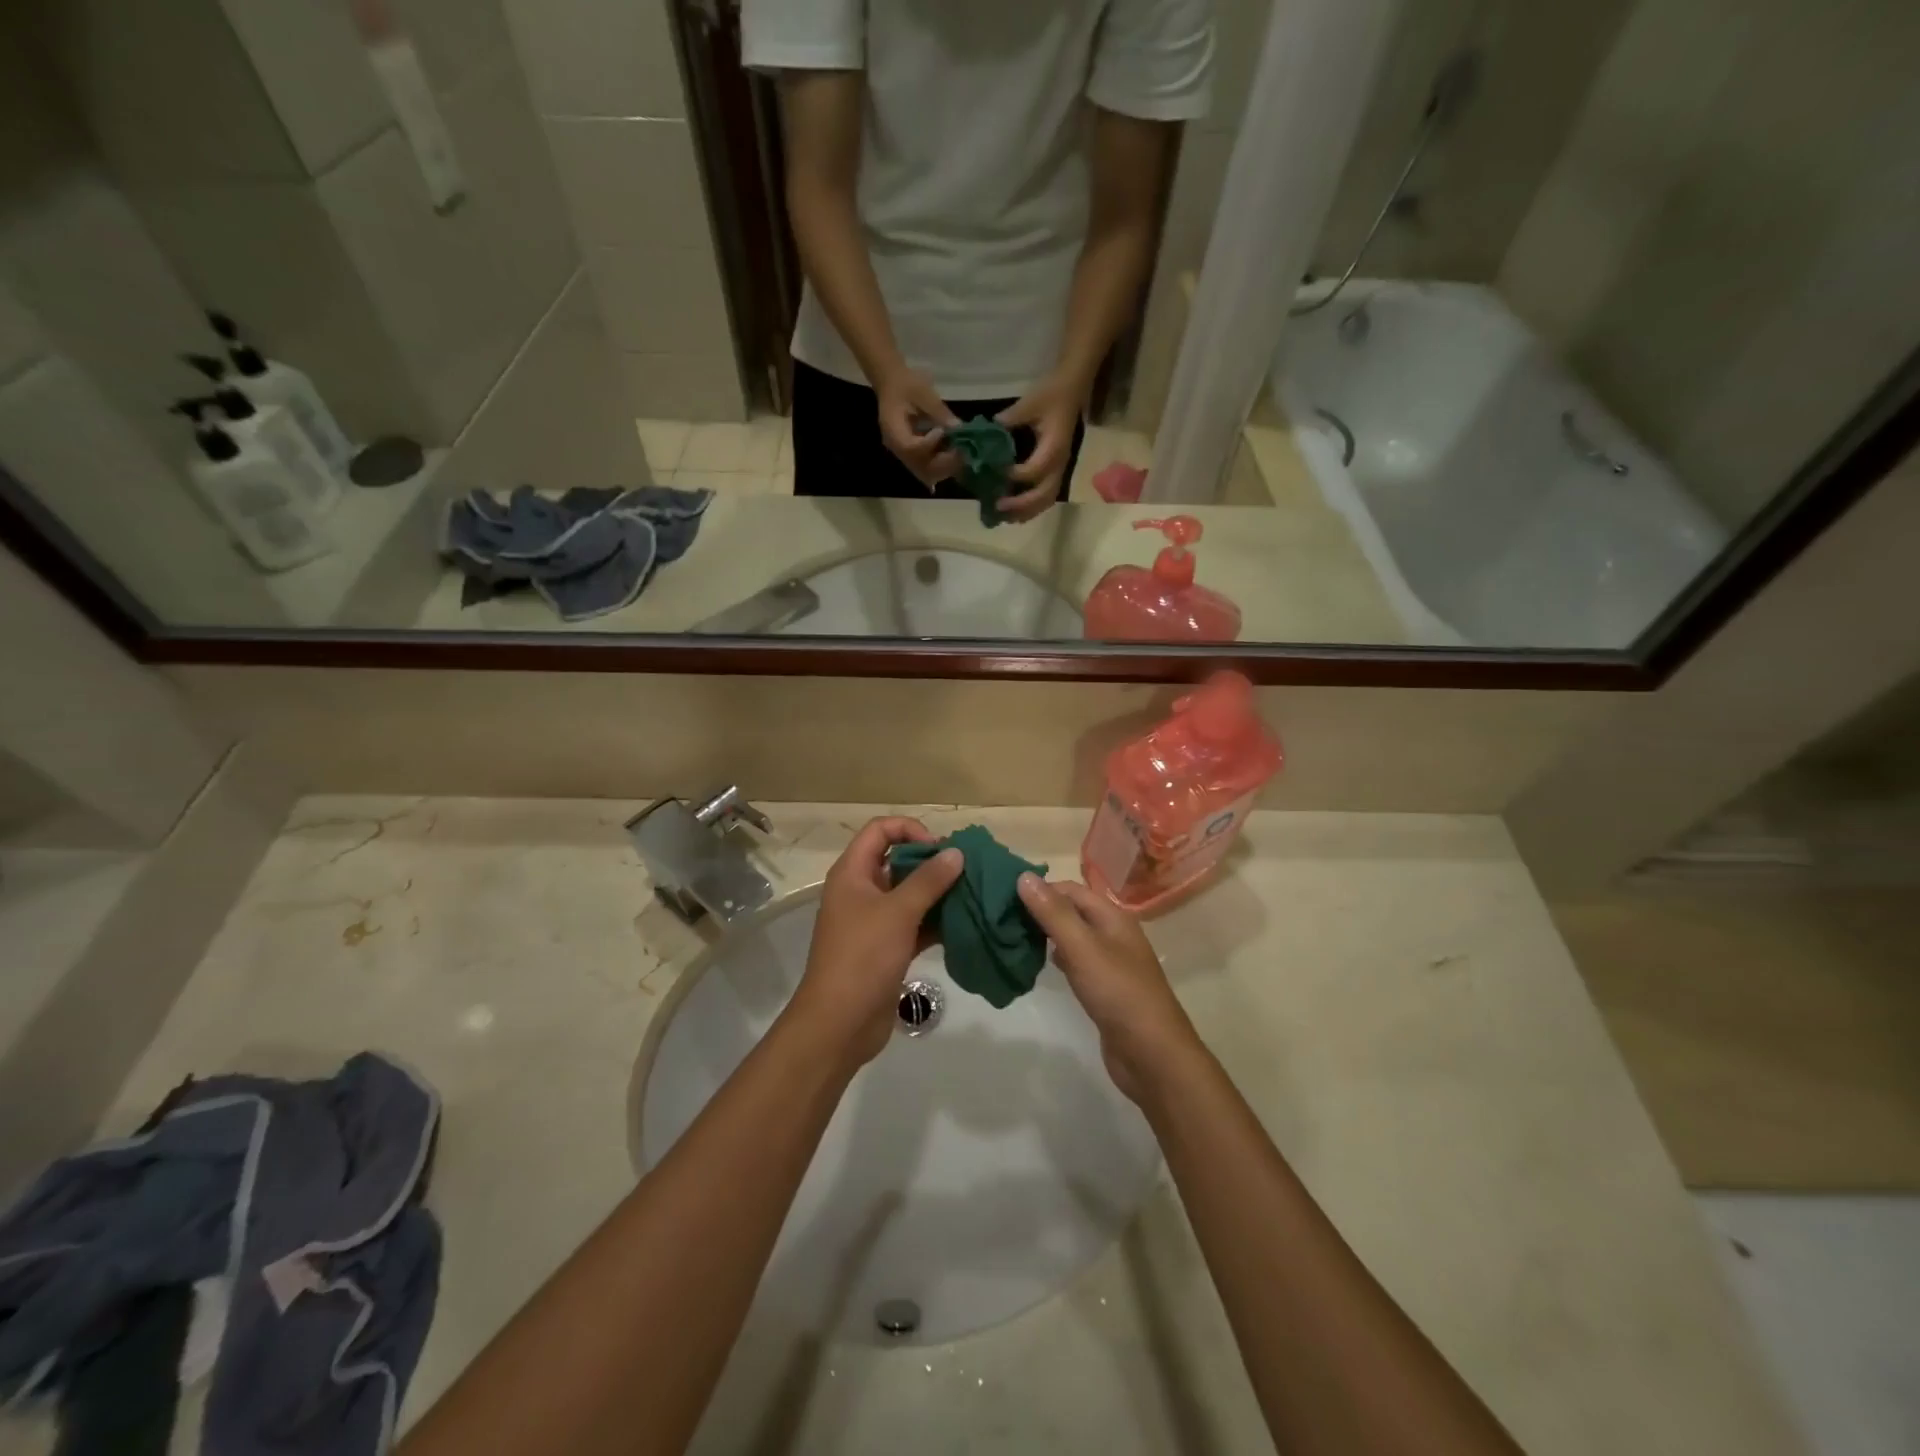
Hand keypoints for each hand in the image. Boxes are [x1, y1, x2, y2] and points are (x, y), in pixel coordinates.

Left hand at [791, 817, 963, 1066]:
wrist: (839, 1023)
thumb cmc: (863, 957)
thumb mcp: (897, 912)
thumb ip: (929, 880)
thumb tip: (956, 852)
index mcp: (852, 873)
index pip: (880, 830)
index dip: (910, 829)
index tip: (940, 848)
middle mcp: (861, 891)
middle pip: (897, 860)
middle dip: (931, 862)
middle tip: (966, 870)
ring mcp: (873, 922)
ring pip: (909, 894)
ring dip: (938, 893)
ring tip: (972, 894)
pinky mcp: (886, 948)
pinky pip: (914, 924)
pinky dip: (936, 921)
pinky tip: (964, 924)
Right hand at [876, 368, 960, 488]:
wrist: (892, 384)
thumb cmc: (905, 383)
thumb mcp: (923, 392)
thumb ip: (939, 411)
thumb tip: (958, 428)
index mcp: (892, 430)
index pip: (910, 448)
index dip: (929, 444)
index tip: (942, 431)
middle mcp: (897, 448)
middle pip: (918, 468)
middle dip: (942, 463)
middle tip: (960, 450)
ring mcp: (904, 454)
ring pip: (925, 473)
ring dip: (944, 467)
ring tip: (960, 453)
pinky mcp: (912, 455)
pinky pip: (927, 468)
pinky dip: (942, 465)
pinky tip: (954, 453)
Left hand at [995, 371, 1085, 521]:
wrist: (1073, 388)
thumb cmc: (1051, 394)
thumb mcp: (1028, 403)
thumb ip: (1006, 422)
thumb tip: (982, 438)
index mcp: (1053, 448)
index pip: (1034, 471)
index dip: (1013, 476)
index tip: (994, 473)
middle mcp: (1059, 464)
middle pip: (1043, 495)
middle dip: (1021, 504)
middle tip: (997, 506)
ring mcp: (1060, 469)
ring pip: (1047, 500)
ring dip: (1026, 511)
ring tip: (1004, 516)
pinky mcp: (1057, 470)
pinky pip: (1047, 496)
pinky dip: (1032, 507)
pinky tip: (1015, 512)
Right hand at [1016, 873, 1199, 1102]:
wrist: (1152, 1055)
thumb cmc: (1118, 993)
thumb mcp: (1082, 948)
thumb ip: (1053, 913)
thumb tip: (1024, 876)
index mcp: (1113, 917)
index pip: (1070, 889)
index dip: (1040, 889)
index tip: (1004, 898)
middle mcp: (1114, 934)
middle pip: (1072, 911)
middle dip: (1040, 911)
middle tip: (1003, 919)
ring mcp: (1111, 962)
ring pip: (1073, 937)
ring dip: (1046, 934)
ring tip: (1014, 939)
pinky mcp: (1105, 988)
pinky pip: (1077, 962)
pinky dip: (1058, 958)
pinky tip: (1040, 965)